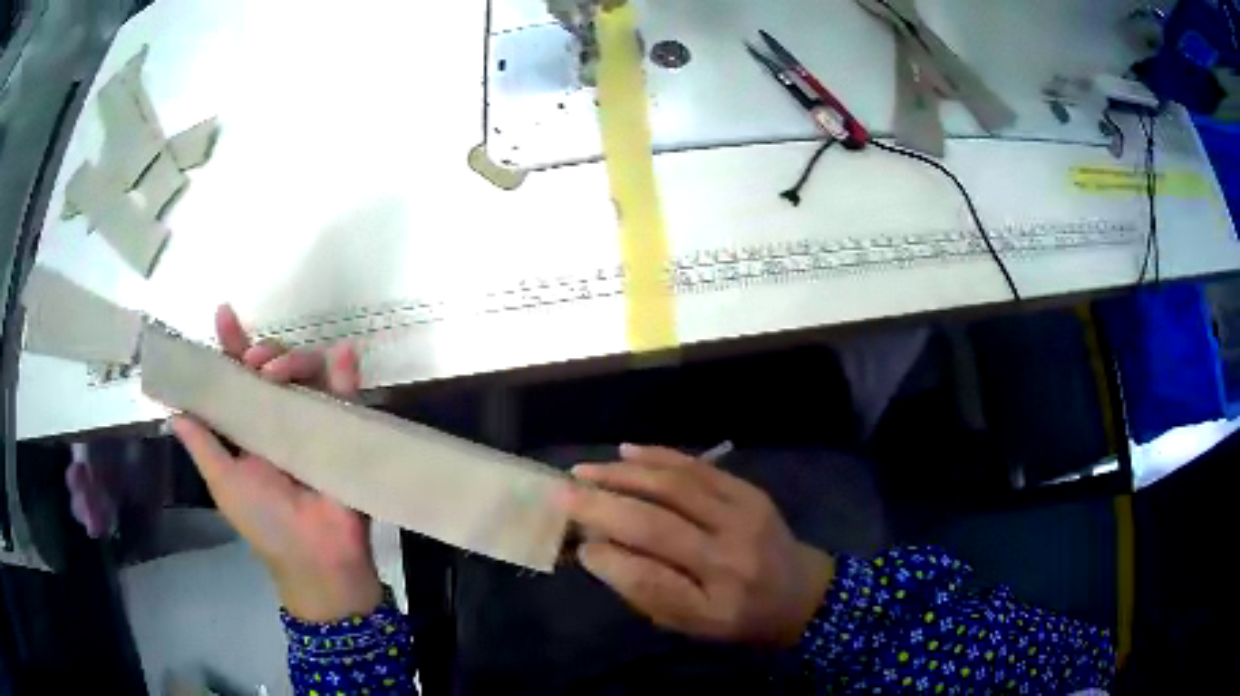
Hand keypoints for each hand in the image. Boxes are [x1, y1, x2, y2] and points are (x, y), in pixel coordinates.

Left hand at [171, 305, 381, 621]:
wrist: (315, 558)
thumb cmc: (265, 524)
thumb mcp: (225, 484)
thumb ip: (203, 447)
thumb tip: (175, 411)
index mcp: (251, 427)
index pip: (239, 378)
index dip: (231, 346)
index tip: (223, 315)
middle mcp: (281, 416)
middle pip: (274, 365)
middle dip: (262, 351)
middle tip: (253, 365)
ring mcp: (314, 421)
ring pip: (307, 371)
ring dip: (293, 359)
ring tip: (278, 375)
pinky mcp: (345, 431)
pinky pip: (349, 394)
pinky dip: (347, 371)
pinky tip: (343, 354)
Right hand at [560, 445, 835, 646]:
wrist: (800, 592)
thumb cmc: (737, 617)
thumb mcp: (689, 624)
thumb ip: (644, 592)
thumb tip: (596, 550)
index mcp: (714, 605)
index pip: (648, 580)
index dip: (606, 560)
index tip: (577, 545)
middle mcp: (730, 558)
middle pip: (655, 525)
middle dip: (601, 506)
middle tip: (563, 494)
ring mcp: (745, 518)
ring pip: (674, 487)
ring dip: (622, 475)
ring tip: (584, 472)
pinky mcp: (750, 492)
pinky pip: (699, 467)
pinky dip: (658, 457)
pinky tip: (625, 452)